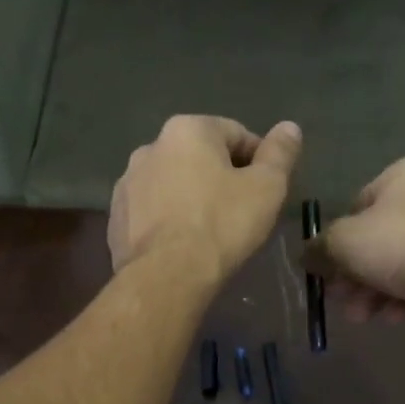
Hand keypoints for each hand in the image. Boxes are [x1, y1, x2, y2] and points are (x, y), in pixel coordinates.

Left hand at [109, 116, 302, 281]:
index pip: (236, 134)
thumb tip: (289, 127)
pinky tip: (182, 246)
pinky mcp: (115, 218)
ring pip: (172, 184)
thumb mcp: (266, 188)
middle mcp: (150, 147)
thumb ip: (280, 153)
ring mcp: (127, 183)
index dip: (258, 161)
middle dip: (221, 178)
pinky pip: (152, 212)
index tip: (267, 191)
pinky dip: (168, 220)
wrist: (166, 276)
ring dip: (192, 198)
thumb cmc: (222, 225)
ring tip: (210, 232)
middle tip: (241, 212)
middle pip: (199, 157)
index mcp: (188, 130)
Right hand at [307, 155, 404, 322]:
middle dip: (356, 276)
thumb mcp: (342, 242)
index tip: (328, 270)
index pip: (359, 205)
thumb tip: (308, 257)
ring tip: (364, 317)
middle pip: (380, 239)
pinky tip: (400, 318)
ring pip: (403, 264)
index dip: (338, 240)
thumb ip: (320, 248)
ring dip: (377, 293)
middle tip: (342, 301)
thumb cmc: (398, 242)